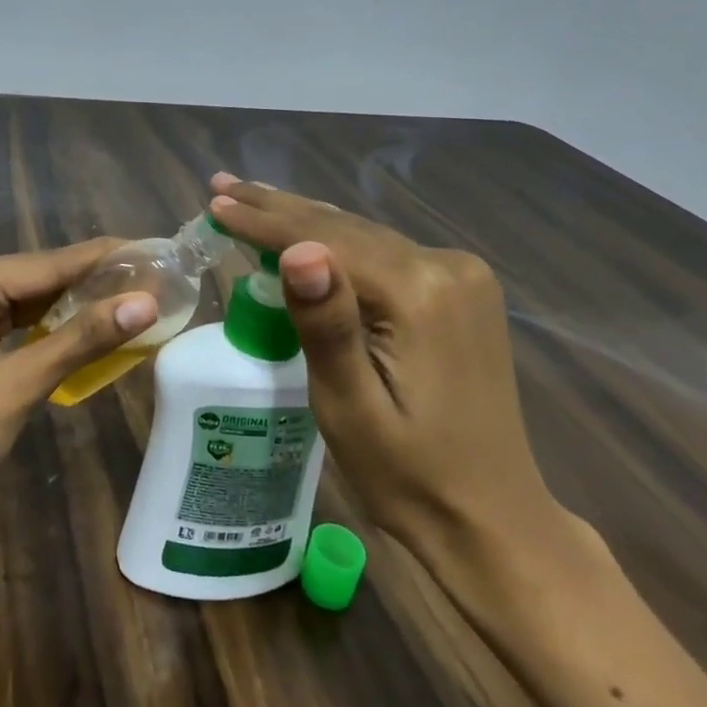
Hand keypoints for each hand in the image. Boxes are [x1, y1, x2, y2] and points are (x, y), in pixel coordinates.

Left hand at [0, 239, 158, 525]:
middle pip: (37, 279)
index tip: (153, 251)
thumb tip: (147, 302)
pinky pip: (14, 326)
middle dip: (92, 284)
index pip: (46, 264)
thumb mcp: (19, 384)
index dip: (103, 260)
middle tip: (154, 279)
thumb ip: (82, 338)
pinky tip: (90, 328)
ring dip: (74, 307)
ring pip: (27, 304)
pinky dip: (50, 331)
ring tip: (134, 298)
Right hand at [206, 175, 566, 565]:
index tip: (214, 204)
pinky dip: (337, 241)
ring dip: (303, 220)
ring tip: (251, 199)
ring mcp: (461, 275)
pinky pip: (382, 251)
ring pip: (362, 234)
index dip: (262, 222)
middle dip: (276, 208)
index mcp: (420, 294)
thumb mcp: (350, 408)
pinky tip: (306, 234)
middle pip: (344, 227)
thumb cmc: (407, 475)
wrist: (492, 519)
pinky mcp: (461, 290)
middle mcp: (447, 267)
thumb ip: (326, 325)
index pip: (324, 240)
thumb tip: (299, 250)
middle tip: (222, 187)